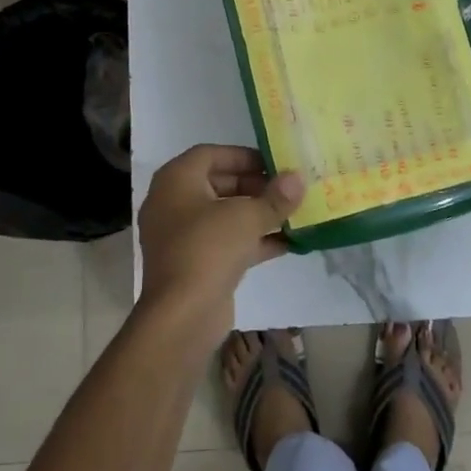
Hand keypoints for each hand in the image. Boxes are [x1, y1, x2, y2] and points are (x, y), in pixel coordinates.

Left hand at [136, 145, 304, 339]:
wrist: (182, 316)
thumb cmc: (208, 248)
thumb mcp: (247, 217)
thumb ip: (275, 197)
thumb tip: (298, 178)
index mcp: (176, 180)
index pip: (211, 154)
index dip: (244, 156)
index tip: (274, 163)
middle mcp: (173, 203)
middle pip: (218, 184)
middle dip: (255, 185)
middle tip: (286, 188)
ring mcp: (181, 236)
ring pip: (224, 215)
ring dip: (256, 213)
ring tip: (292, 212)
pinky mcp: (194, 264)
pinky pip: (225, 242)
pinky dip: (252, 240)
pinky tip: (287, 243)